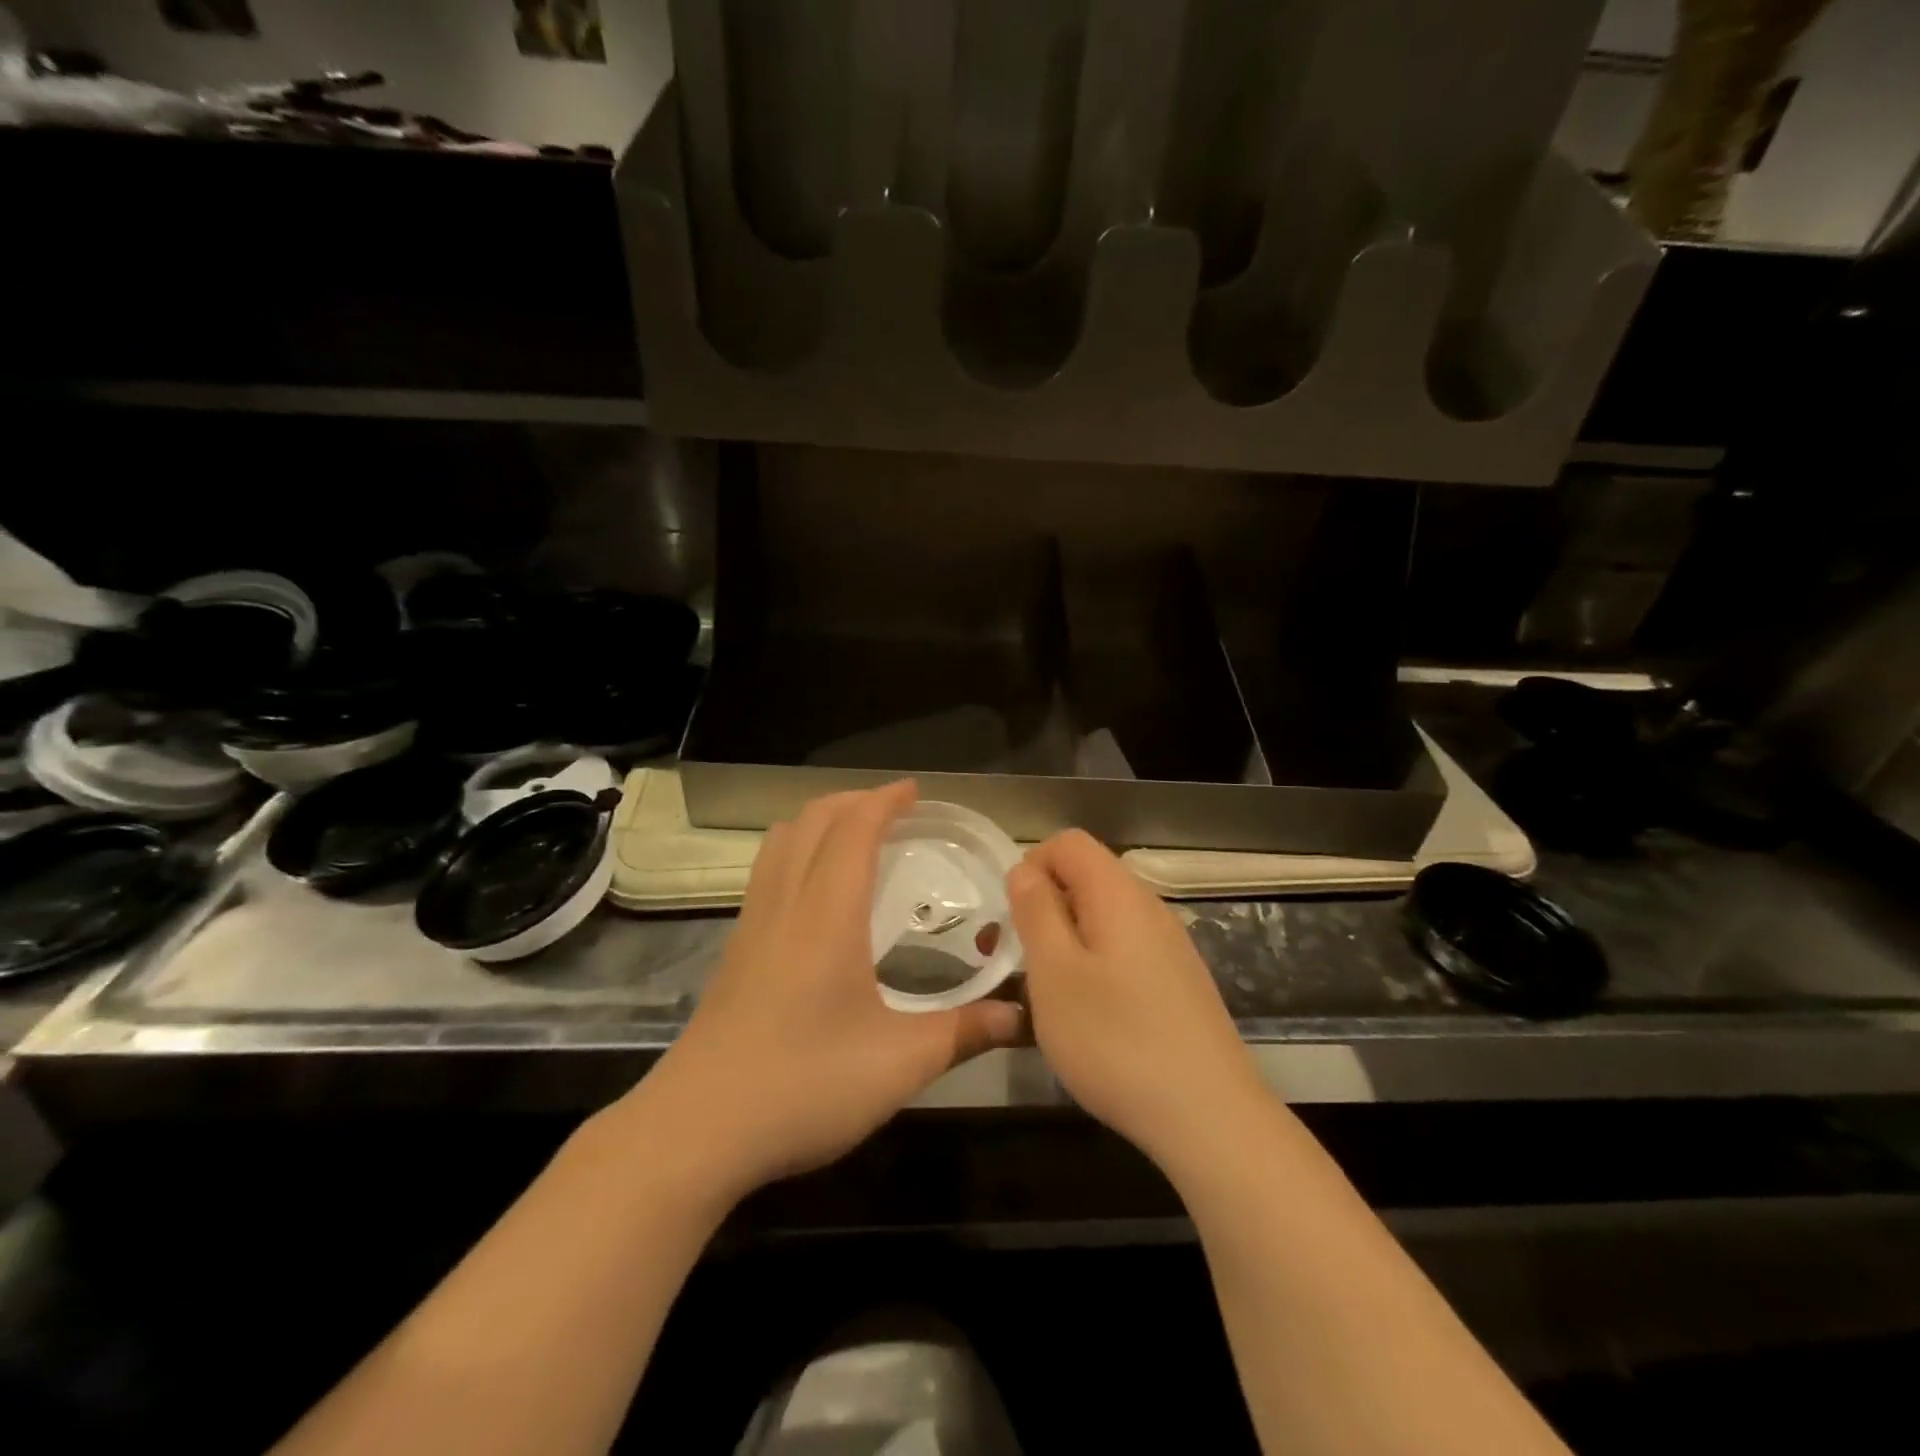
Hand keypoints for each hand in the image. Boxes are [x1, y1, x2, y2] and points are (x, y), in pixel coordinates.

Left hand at [639, 781, 1022, 1201]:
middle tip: (894, 810)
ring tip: (855, 836)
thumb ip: (964, 1032)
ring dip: (819, 822)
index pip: (853, 829)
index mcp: (827, 915)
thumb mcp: (899, 1064)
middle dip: (853, 800)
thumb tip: (1021, 1016)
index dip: (884, 800)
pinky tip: (816, 894)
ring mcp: (751, 927)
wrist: (696, 1130)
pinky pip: (766, 873)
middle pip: (811, 821)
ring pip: (780, 842)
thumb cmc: (804, 1086)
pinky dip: (796, 852)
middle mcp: (785, 905)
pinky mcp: (734, 952)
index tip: (914, 791)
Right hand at [1008, 830, 1263, 1171]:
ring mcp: (1169, 947)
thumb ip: (1035, 911)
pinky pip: (1122, 953)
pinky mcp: (1177, 983)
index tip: (1011, 918)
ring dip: (1063, 943)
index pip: (1068, 843)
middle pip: (1085, 879)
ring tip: (1042, 995)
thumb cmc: (1116, 1040)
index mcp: (1118, 894)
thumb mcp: (1055, 972)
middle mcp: (1149, 908)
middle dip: (1041, 909)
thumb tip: (1025, 869)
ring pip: (1101, 920)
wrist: (1210, 1118)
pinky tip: (1087, 1019)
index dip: (1031, 866)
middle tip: (1012, 961)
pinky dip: (1092, 968)